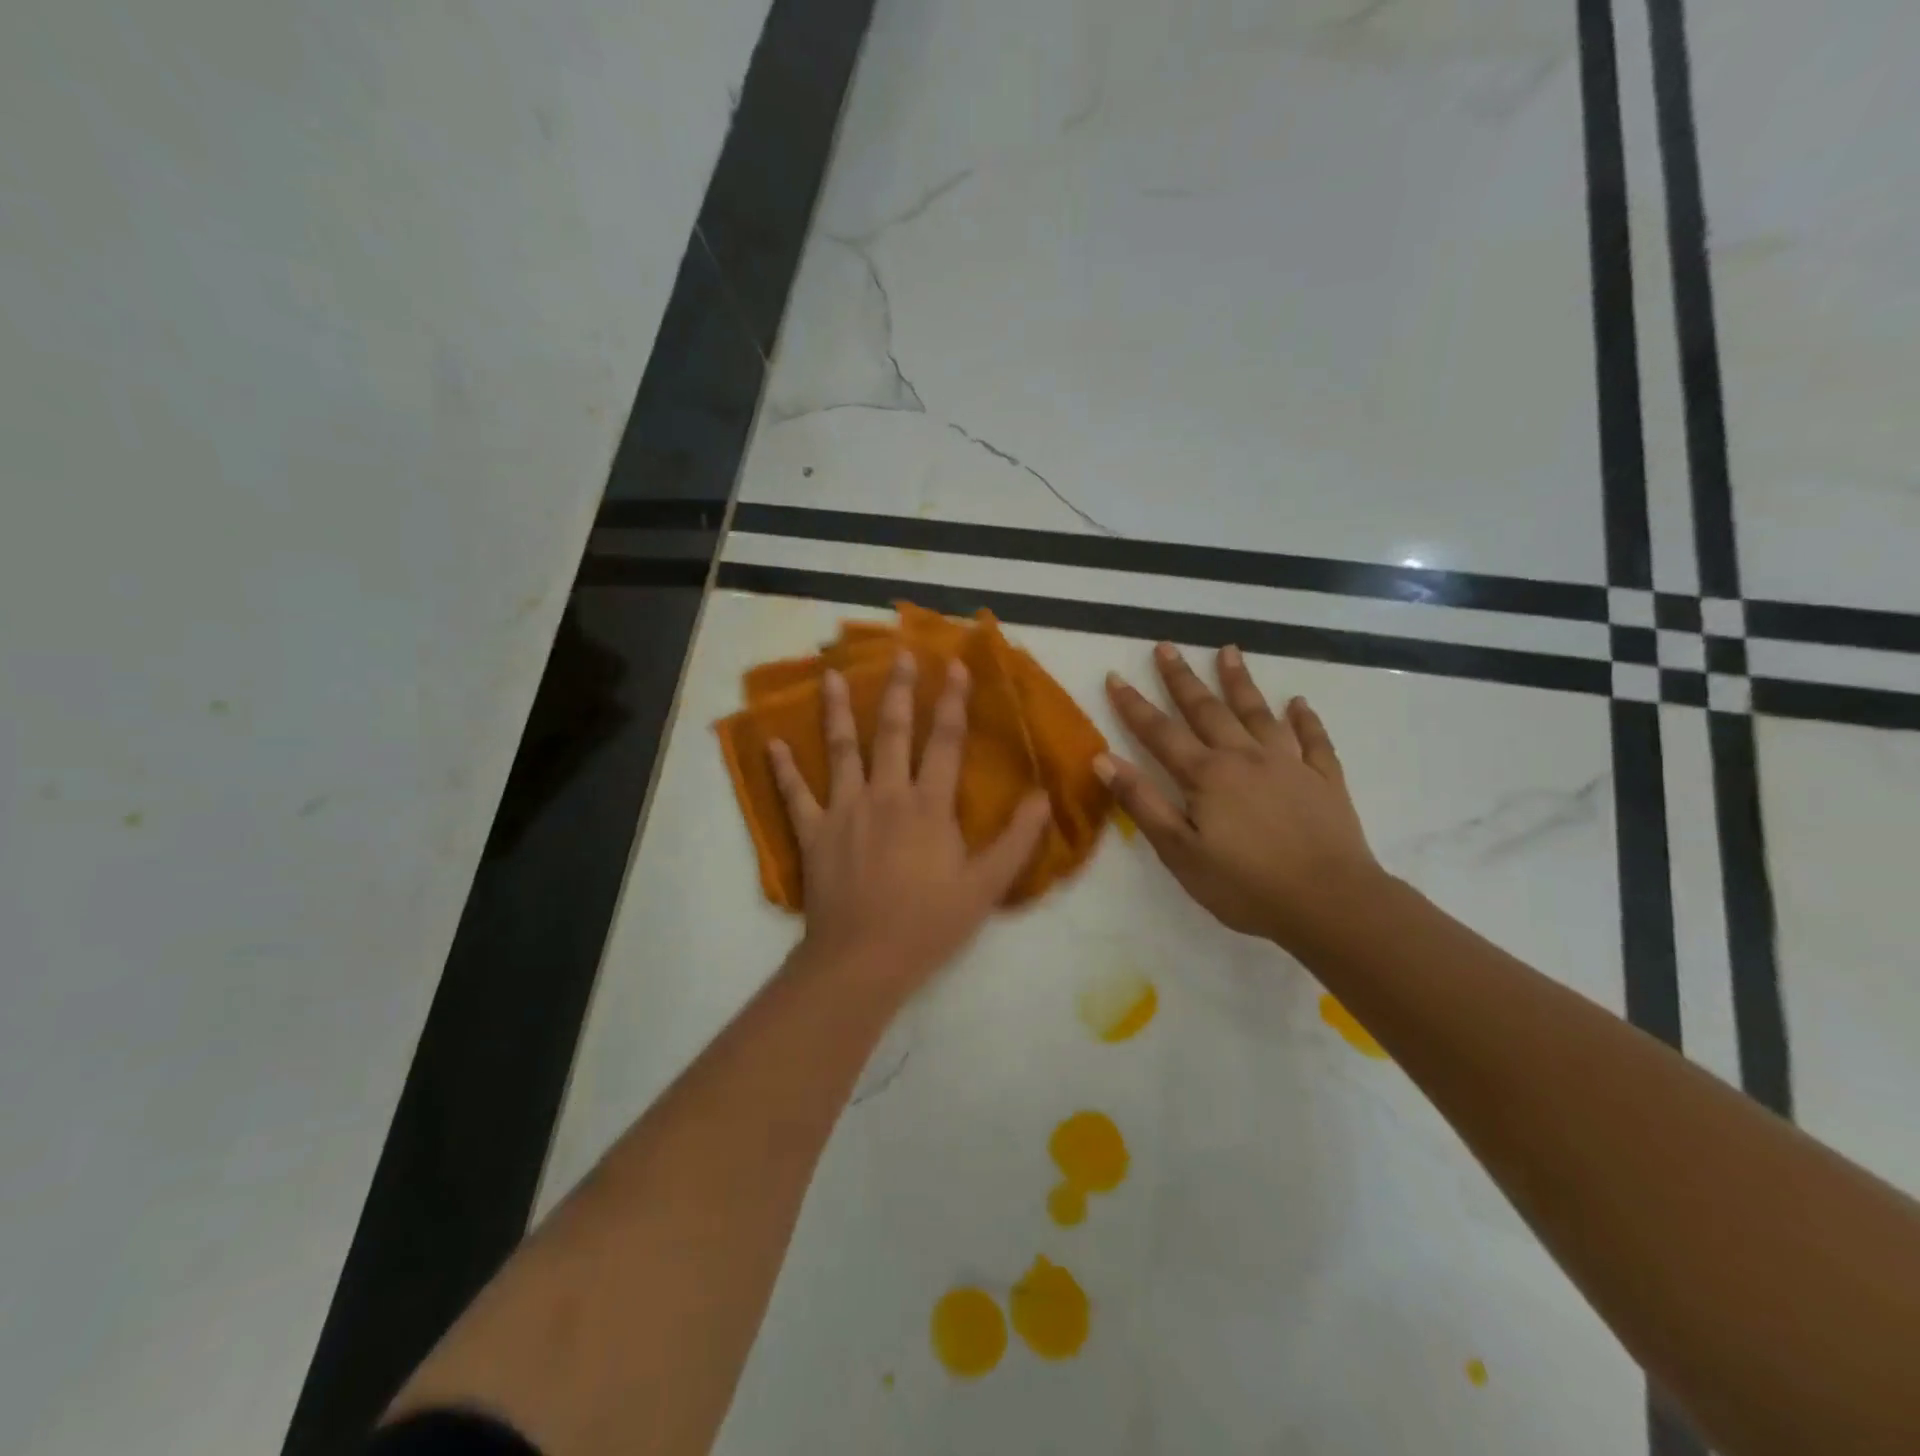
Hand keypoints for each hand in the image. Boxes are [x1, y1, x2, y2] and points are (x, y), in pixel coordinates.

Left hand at [768, 651, 1053, 996]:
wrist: (864, 960)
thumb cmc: (929, 923)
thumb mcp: (986, 886)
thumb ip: (1016, 839)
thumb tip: (1043, 797)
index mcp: (928, 806)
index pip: (945, 742)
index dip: (952, 702)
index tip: (955, 667)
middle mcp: (885, 795)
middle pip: (892, 733)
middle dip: (899, 691)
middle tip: (900, 654)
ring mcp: (844, 811)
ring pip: (841, 750)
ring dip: (837, 711)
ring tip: (831, 675)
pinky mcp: (813, 833)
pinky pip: (794, 795)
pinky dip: (784, 770)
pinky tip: (773, 744)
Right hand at [1098, 643, 1383, 949]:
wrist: (1330, 903)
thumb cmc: (1245, 885)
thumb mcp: (1179, 851)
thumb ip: (1142, 802)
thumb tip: (1103, 759)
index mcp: (1207, 775)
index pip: (1160, 732)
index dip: (1133, 705)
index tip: (1115, 676)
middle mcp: (1246, 757)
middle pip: (1207, 710)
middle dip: (1182, 679)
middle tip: (1166, 647)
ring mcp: (1289, 765)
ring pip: (1259, 713)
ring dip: (1240, 682)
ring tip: (1229, 651)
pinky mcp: (1324, 781)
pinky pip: (1313, 740)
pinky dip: (1305, 719)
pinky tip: (1298, 703)